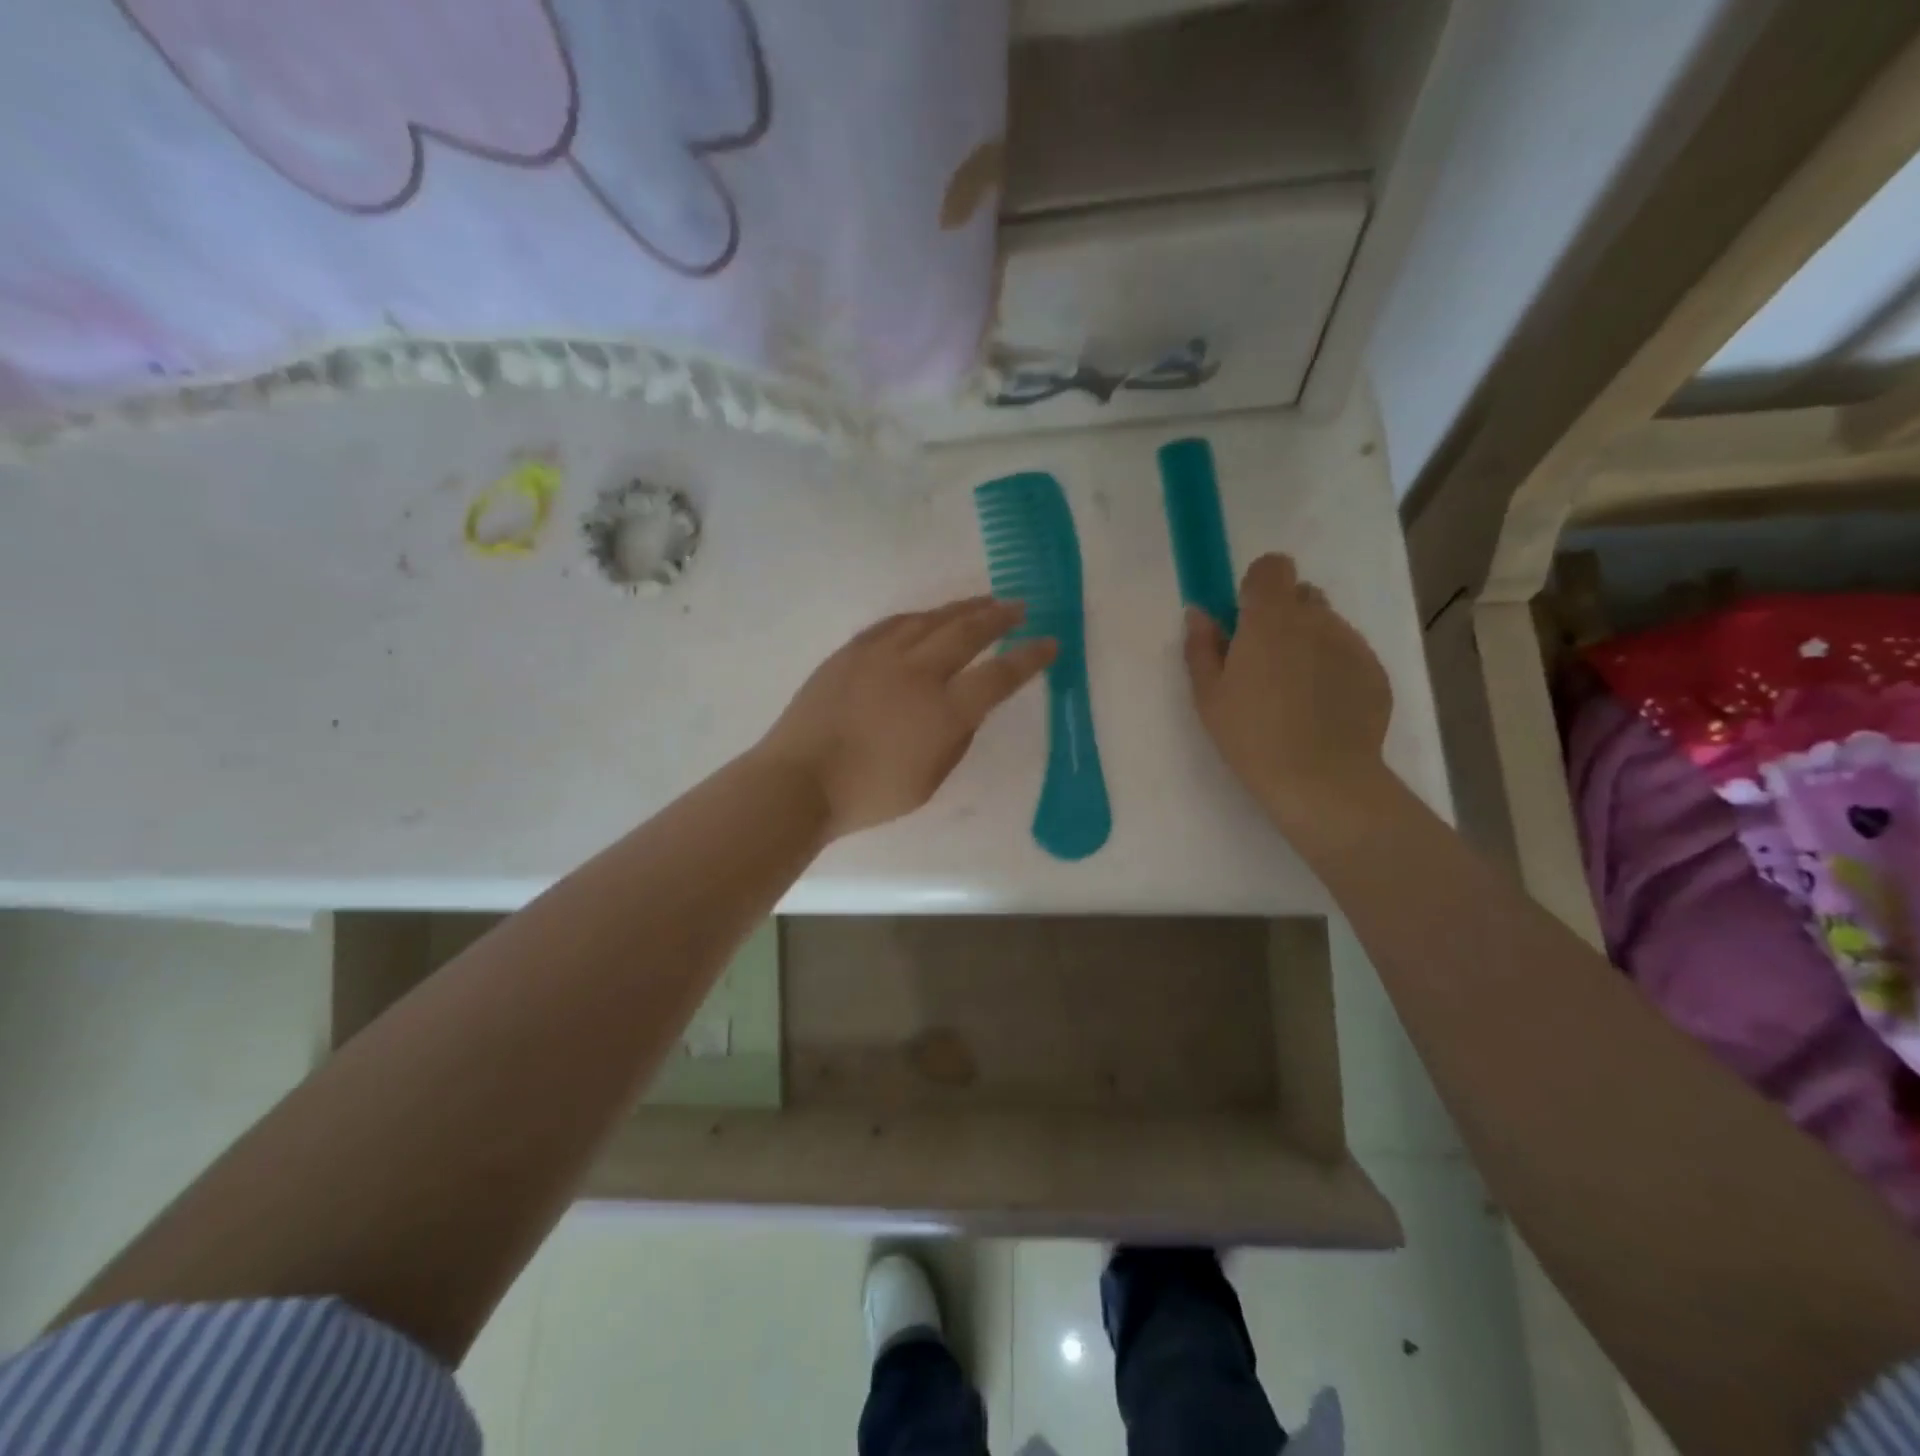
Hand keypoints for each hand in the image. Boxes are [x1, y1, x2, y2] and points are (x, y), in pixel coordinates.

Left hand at [757, 597, 1057, 840]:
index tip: (1050, 642)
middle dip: (999, 616)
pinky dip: (921, 617)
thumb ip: (956, 738)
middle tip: (1020, 606)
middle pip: (968, 632)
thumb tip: (968, 707)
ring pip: (931, 619)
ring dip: (962, 608)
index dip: (1029, 657)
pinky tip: (928, 617)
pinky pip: (895, 623)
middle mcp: (918, 672)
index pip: (999, 675)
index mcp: (944, 711)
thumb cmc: (869, 793)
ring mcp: (881, 656)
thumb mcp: (930, 779)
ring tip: (983, 602)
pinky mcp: (852, 651)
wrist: (800, 780)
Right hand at [1184, 553, 1391, 826]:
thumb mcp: (1209, 696)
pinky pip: (1349, 654)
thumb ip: (1201, 647)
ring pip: (1327, 625)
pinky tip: (1321, 709)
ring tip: (1295, 692)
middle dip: (1283, 615)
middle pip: (1301, 594)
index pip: (1273, 566)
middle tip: (1266, 661)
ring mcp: (1352, 643)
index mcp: (1270, 618)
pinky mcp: (1376, 671)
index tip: (1244, 617)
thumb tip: (1199, 613)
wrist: (1321, 779)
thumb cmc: (1251, 735)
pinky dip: (1334, 669)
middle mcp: (1316, 619)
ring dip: (1309, 642)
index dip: (1258, 584)